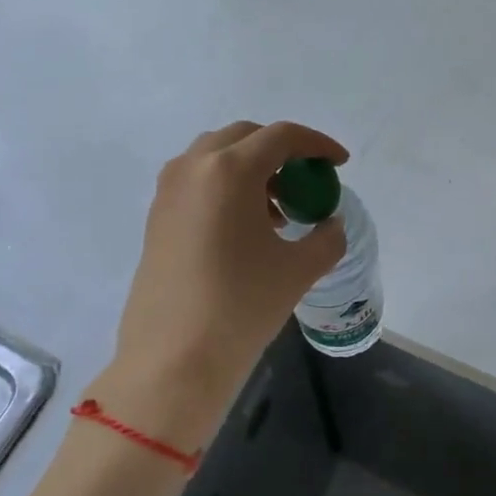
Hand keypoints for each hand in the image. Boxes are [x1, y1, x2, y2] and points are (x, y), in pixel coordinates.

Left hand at [109, 121, 349, 446]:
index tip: (339, 164)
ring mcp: (169, 191)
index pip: (281, 136)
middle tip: (305, 182)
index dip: (317, 144)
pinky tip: (246, 228)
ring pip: (216, 157)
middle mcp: (194, 168)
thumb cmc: (241, 306)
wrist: (173, 359)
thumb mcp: (299, 270)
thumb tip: (329, 224)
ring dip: (251, 169)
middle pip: (245, 137)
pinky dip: (226, 187)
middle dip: (281, 151)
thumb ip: (326, 237)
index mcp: (230, 170)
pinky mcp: (156, 216)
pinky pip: (197, 181)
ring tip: (278, 211)